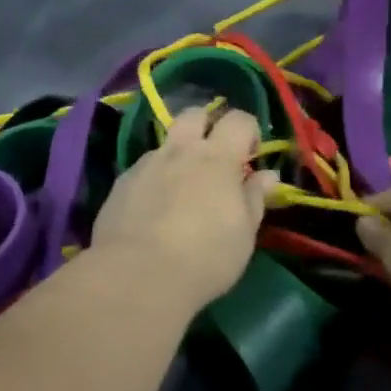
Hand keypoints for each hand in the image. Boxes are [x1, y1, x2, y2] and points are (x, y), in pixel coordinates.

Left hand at [92, 107, 277, 312]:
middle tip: (215, 154)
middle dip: (207, 124)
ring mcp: (147, 163)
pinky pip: (144, 169)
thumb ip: (255, 198)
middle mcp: (181, 149)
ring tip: (182, 187)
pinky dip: (154, 178)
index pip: (239, 120)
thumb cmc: (205, 257)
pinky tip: (154, 208)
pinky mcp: (122, 182)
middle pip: (195, 114)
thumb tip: (267, 175)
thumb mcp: (244, 235)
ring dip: (178, 154)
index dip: (249, 130)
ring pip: (166, 142)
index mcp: (218, 157)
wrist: (137, 276)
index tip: (252, 154)